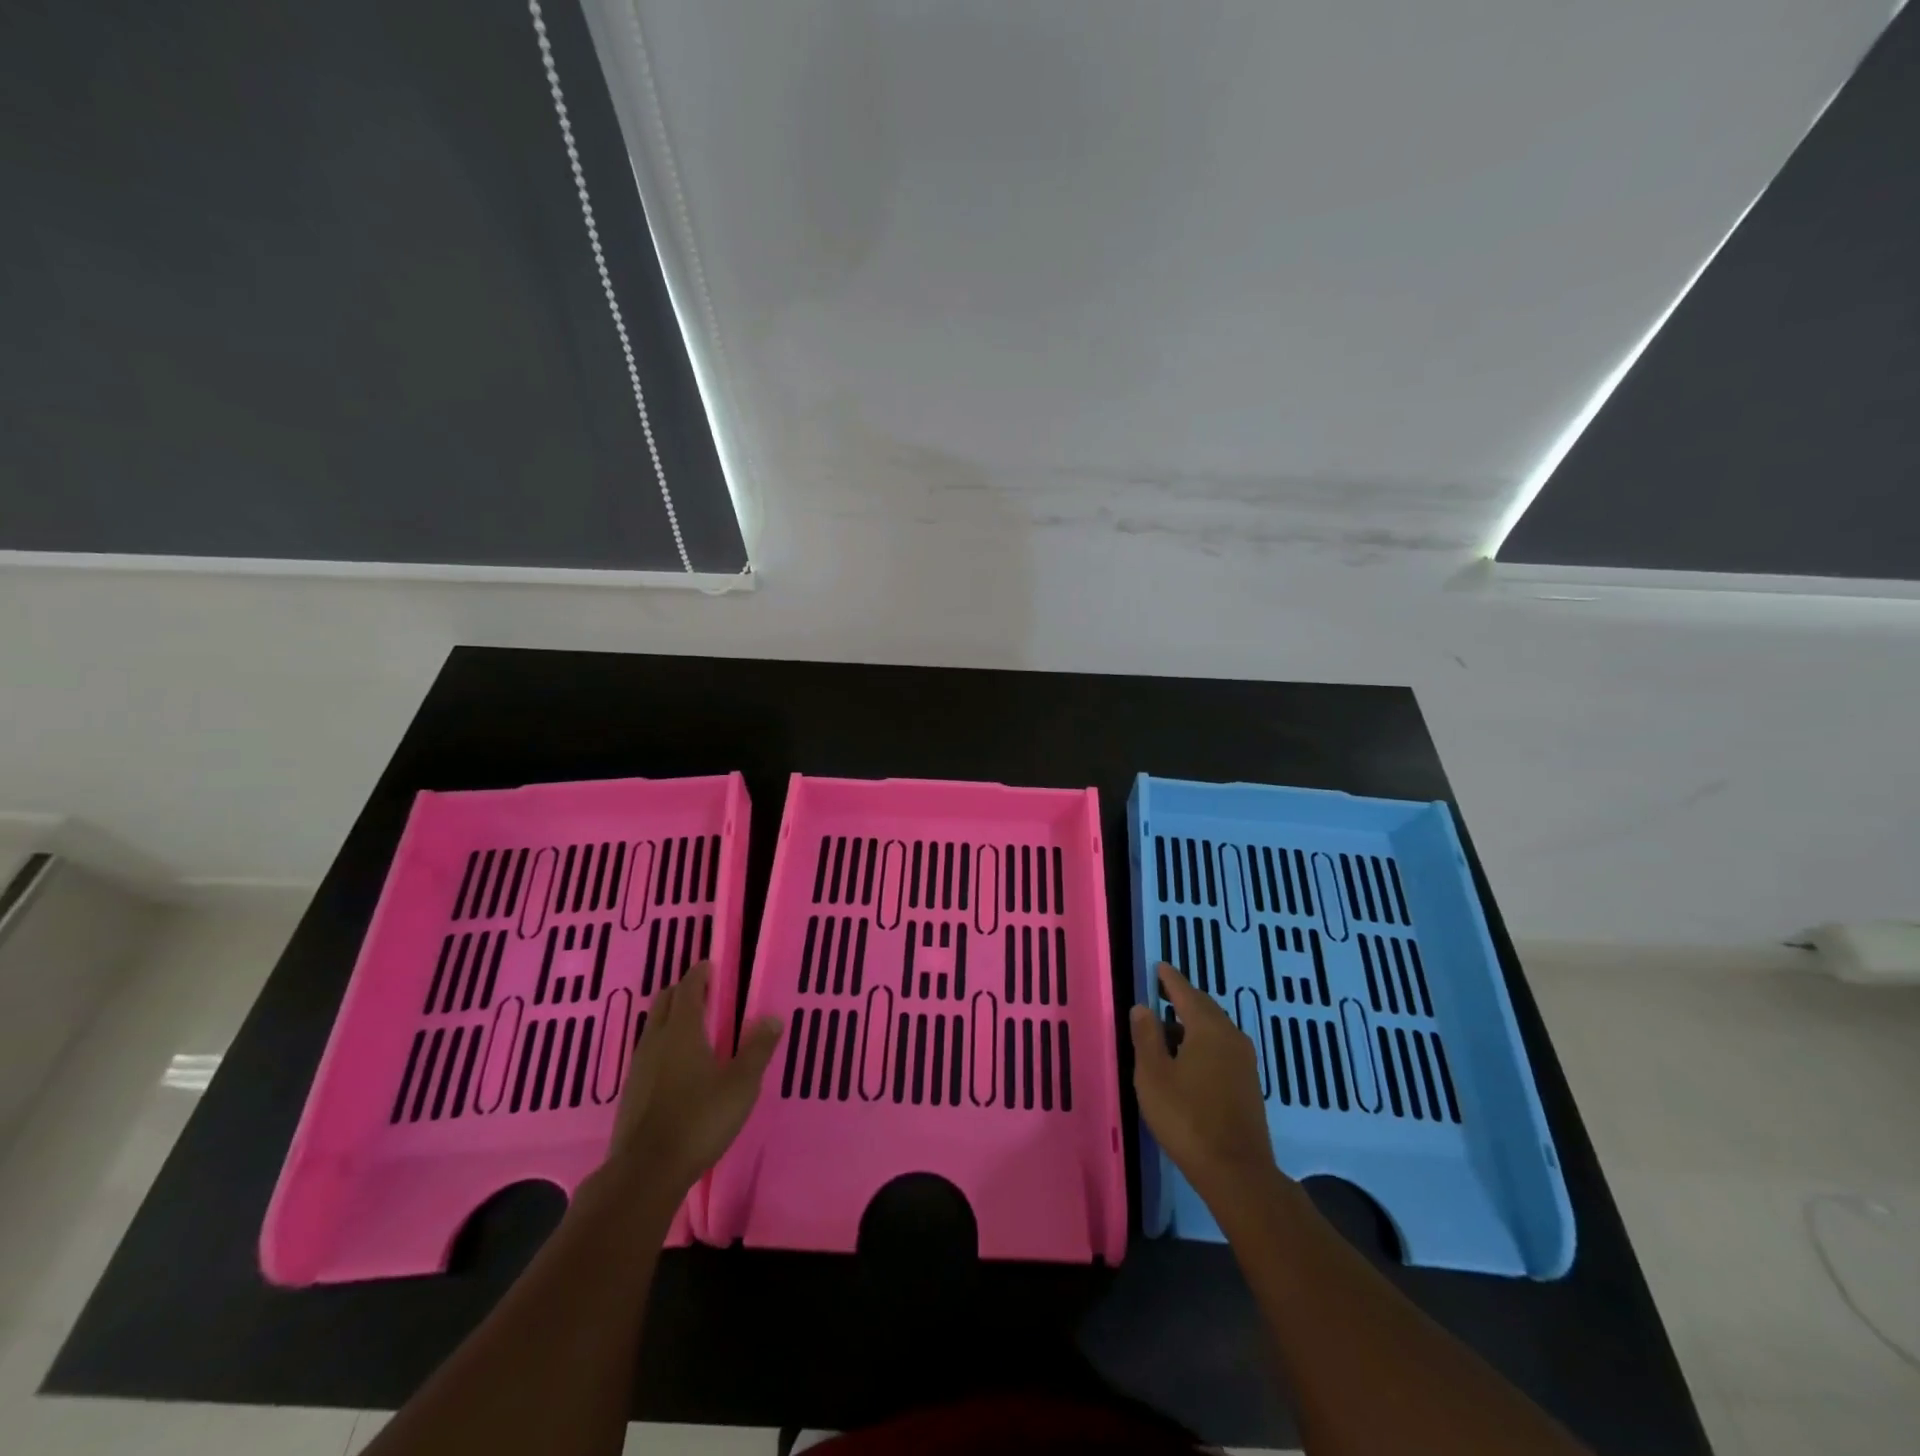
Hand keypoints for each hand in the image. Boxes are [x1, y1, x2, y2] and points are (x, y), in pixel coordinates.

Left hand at [603, 962, 781, 1195]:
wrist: (645, 1173)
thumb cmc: (699, 1120)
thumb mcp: (740, 1085)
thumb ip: (757, 1049)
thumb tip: (772, 1018)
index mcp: (682, 1031)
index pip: (688, 989)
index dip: (699, 974)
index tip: (710, 966)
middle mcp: (656, 1041)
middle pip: (664, 1002)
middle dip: (681, 991)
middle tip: (702, 991)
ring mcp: (638, 1067)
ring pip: (652, 1027)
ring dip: (669, 1017)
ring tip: (692, 1025)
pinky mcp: (630, 1092)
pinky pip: (647, 1052)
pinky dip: (662, 1044)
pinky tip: (675, 1065)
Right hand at [1130, 962, 1279, 1205]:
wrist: (1237, 1172)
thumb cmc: (1187, 1118)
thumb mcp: (1153, 1075)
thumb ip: (1146, 1037)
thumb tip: (1142, 1008)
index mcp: (1208, 1028)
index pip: (1186, 993)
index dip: (1170, 979)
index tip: (1159, 967)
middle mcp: (1231, 1037)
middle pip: (1204, 1008)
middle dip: (1182, 1000)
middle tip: (1160, 994)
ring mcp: (1244, 1061)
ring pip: (1214, 1029)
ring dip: (1191, 1024)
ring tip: (1167, 1029)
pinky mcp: (1248, 1084)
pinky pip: (1222, 1048)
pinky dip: (1202, 1043)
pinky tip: (1187, 1059)